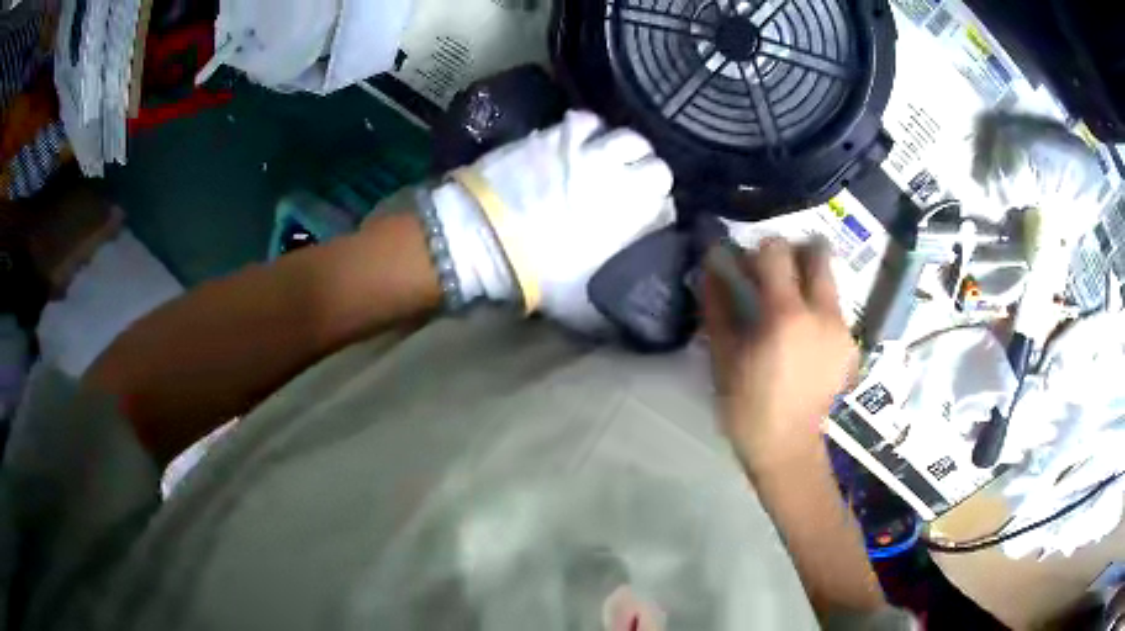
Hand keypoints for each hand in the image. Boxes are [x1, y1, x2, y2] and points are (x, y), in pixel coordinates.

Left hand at [430, 110, 673, 331]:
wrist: (484, 241)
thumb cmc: (538, 277)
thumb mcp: (591, 307)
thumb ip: (624, 301)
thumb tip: (643, 304)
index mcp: (635, 217)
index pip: (668, 205)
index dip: (658, 213)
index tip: (645, 221)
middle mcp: (622, 178)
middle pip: (658, 166)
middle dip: (649, 179)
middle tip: (630, 190)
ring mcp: (589, 151)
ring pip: (629, 138)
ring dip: (626, 151)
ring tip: (610, 163)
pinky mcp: (558, 136)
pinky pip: (587, 122)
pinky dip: (589, 132)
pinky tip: (581, 143)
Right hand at [703, 239, 856, 472]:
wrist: (788, 446)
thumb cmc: (747, 405)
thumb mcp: (723, 355)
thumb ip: (718, 305)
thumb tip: (712, 266)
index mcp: (785, 315)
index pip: (777, 252)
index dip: (760, 249)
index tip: (750, 264)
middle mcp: (822, 314)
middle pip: (819, 256)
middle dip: (799, 252)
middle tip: (780, 270)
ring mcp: (842, 329)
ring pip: (830, 282)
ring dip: (810, 282)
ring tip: (792, 308)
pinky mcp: (851, 345)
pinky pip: (835, 310)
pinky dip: (819, 310)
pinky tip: (806, 338)